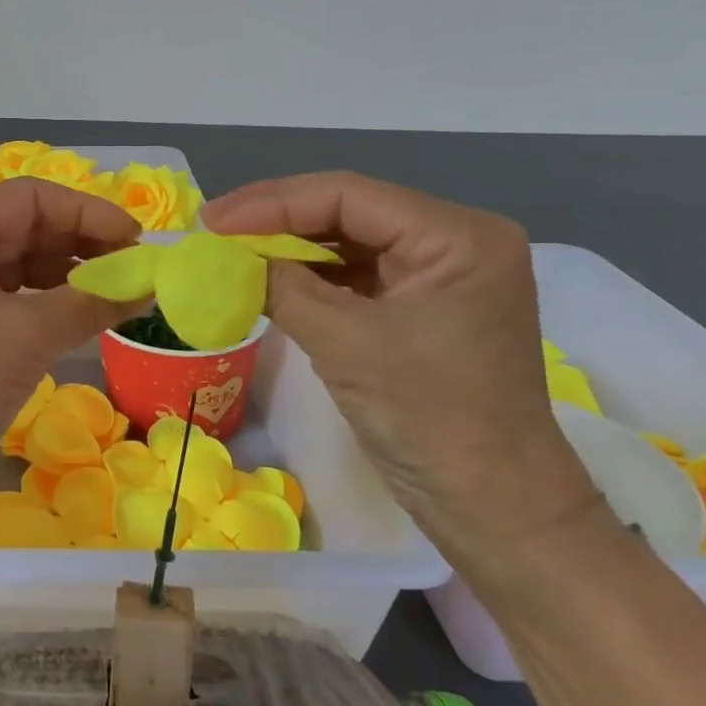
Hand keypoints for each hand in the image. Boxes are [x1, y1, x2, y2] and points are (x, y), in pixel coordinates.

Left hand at [0, 179, 144, 515]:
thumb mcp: (30, 333)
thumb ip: (94, 300)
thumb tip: (150, 283)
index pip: (28, 198)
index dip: (87, 212)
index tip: (138, 238)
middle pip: (26, 227)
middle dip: (84, 244)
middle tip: (138, 269)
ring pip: (22, 265)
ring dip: (73, 276)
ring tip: (123, 293)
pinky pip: (14, 299)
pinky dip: (53, 304)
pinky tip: (91, 316)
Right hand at [202, 172, 600, 564]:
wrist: (494, 510)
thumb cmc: (429, 420)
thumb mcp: (346, 344)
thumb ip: (281, 287)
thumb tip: (222, 256)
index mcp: (458, 236)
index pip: (349, 195)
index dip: (272, 203)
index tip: (211, 220)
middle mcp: (454, 242)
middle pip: (348, 212)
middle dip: (277, 221)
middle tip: (213, 232)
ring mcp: (439, 275)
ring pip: (348, 242)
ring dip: (289, 248)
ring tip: (230, 251)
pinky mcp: (421, 306)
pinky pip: (356, 276)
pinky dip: (309, 277)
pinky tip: (267, 278)